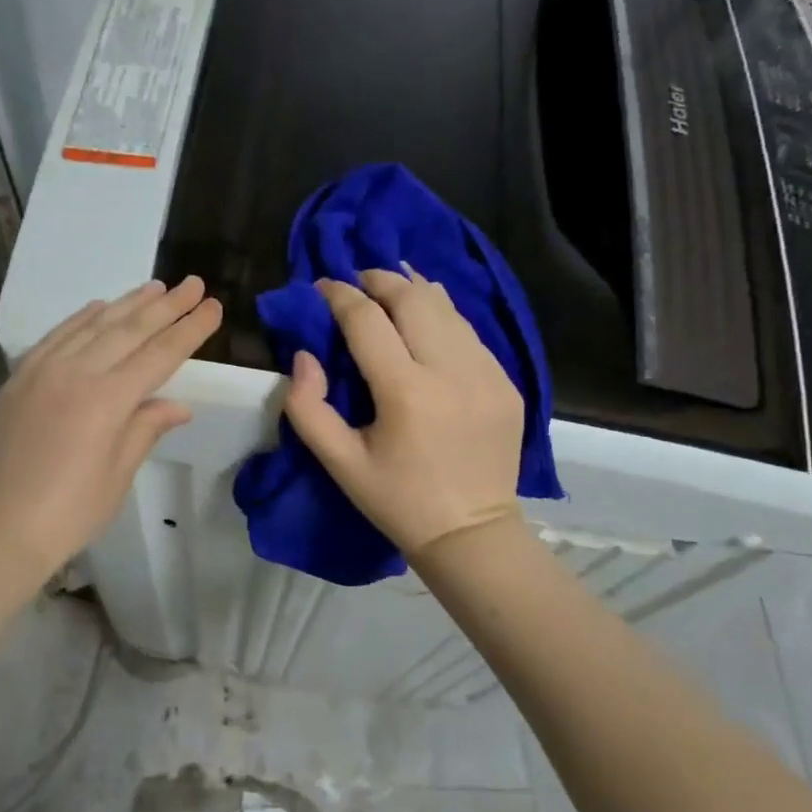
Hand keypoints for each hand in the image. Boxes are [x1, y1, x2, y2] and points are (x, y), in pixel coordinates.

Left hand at [0, 277, 221, 607]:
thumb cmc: (66, 515)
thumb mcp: (116, 476)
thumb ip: (144, 430)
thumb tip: (178, 405)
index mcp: (107, 401)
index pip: (159, 355)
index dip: (189, 330)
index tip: (212, 306)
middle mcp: (75, 373)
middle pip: (129, 330)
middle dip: (166, 306)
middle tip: (192, 283)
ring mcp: (40, 371)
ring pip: (92, 325)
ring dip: (126, 303)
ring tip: (155, 287)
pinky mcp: (17, 379)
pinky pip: (55, 336)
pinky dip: (81, 318)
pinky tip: (98, 308)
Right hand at [284, 268, 523, 560]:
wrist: (471, 532)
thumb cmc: (397, 500)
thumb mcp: (338, 463)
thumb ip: (307, 407)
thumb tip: (304, 356)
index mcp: (405, 392)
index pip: (367, 319)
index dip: (339, 295)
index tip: (321, 286)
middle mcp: (451, 371)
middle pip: (412, 298)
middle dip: (379, 279)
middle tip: (356, 279)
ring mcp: (486, 373)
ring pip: (447, 307)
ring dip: (413, 289)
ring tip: (389, 285)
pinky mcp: (506, 382)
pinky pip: (469, 332)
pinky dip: (442, 315)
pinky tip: (426, 317)